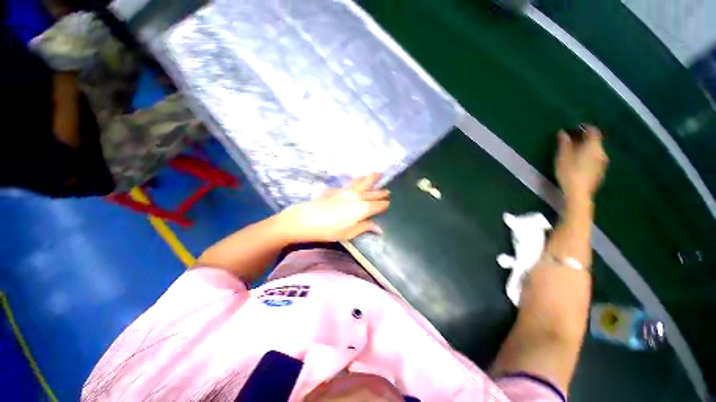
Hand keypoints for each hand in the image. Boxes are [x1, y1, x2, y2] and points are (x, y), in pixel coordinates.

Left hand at [277, 173, 389, 242]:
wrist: (306, 219)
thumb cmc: (329, 230)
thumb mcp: (349, 233)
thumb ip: (365, 227)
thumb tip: (379, 228)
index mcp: (362, 208)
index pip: (378, 205)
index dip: (384, 204)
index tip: (389, 203)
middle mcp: (357, 196)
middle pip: (373, 193)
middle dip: (381, 192)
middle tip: (389, 190)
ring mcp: (347, 191)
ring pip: (363, 182)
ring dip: (372, 178)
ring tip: (379, 172)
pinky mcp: (338, 189)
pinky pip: (353, 182)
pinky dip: (359, 180)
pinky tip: (359, 179)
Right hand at [555, 125, 608, 200]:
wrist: (579, 193)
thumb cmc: (569, 173)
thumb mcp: (563, 157)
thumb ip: (564, 143)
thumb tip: (563, 132)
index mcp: (593, 146)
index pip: (593, 131)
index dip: (586, 127)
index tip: (576, 126)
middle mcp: (601, 152)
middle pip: (595, 141)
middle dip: (584, 138)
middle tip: (572, 139)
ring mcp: (602, 163)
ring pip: (595, 151)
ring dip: (586, 148)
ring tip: (574, 151)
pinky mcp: (600, 172)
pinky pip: (595, 159)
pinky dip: (587, 156)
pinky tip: (579, 162)